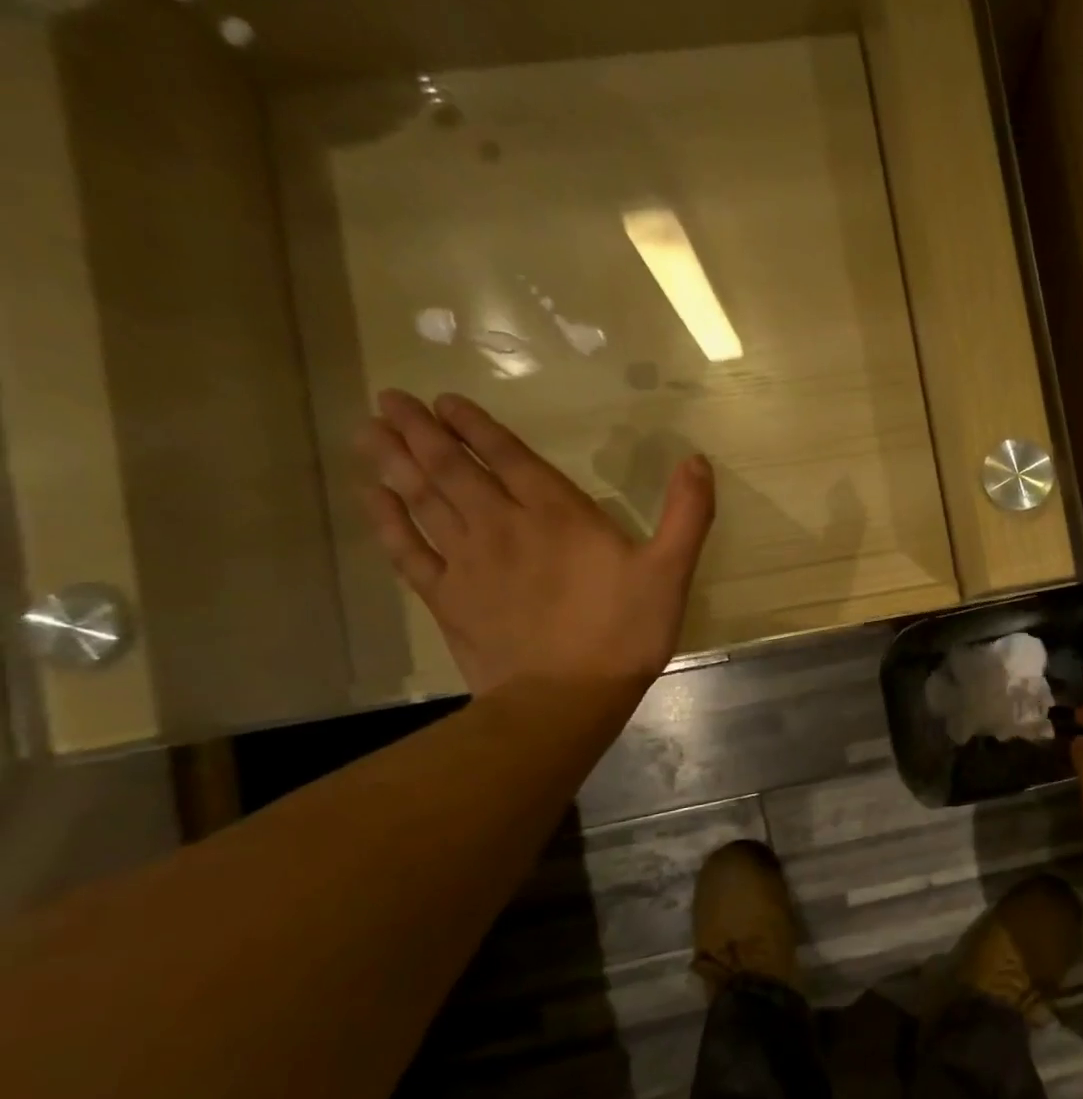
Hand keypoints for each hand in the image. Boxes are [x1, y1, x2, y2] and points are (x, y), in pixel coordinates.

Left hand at [358, 390, 713, 695]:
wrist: (565, 698)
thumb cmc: (624, 632)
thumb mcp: (670, 571)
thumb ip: (687, 513)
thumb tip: (698, 459)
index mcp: (557, 515)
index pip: (508, 457)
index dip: (475, 426)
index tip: (444, 400)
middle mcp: (502, 526)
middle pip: (452, 469)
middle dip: (420, 432)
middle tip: (388, 400)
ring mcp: (467, 562)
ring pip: (422, 500)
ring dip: (395, 463)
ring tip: (369, 431)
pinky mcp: (446, 598)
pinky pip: (407, 550)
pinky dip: (386, 521)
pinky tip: (372, 498)